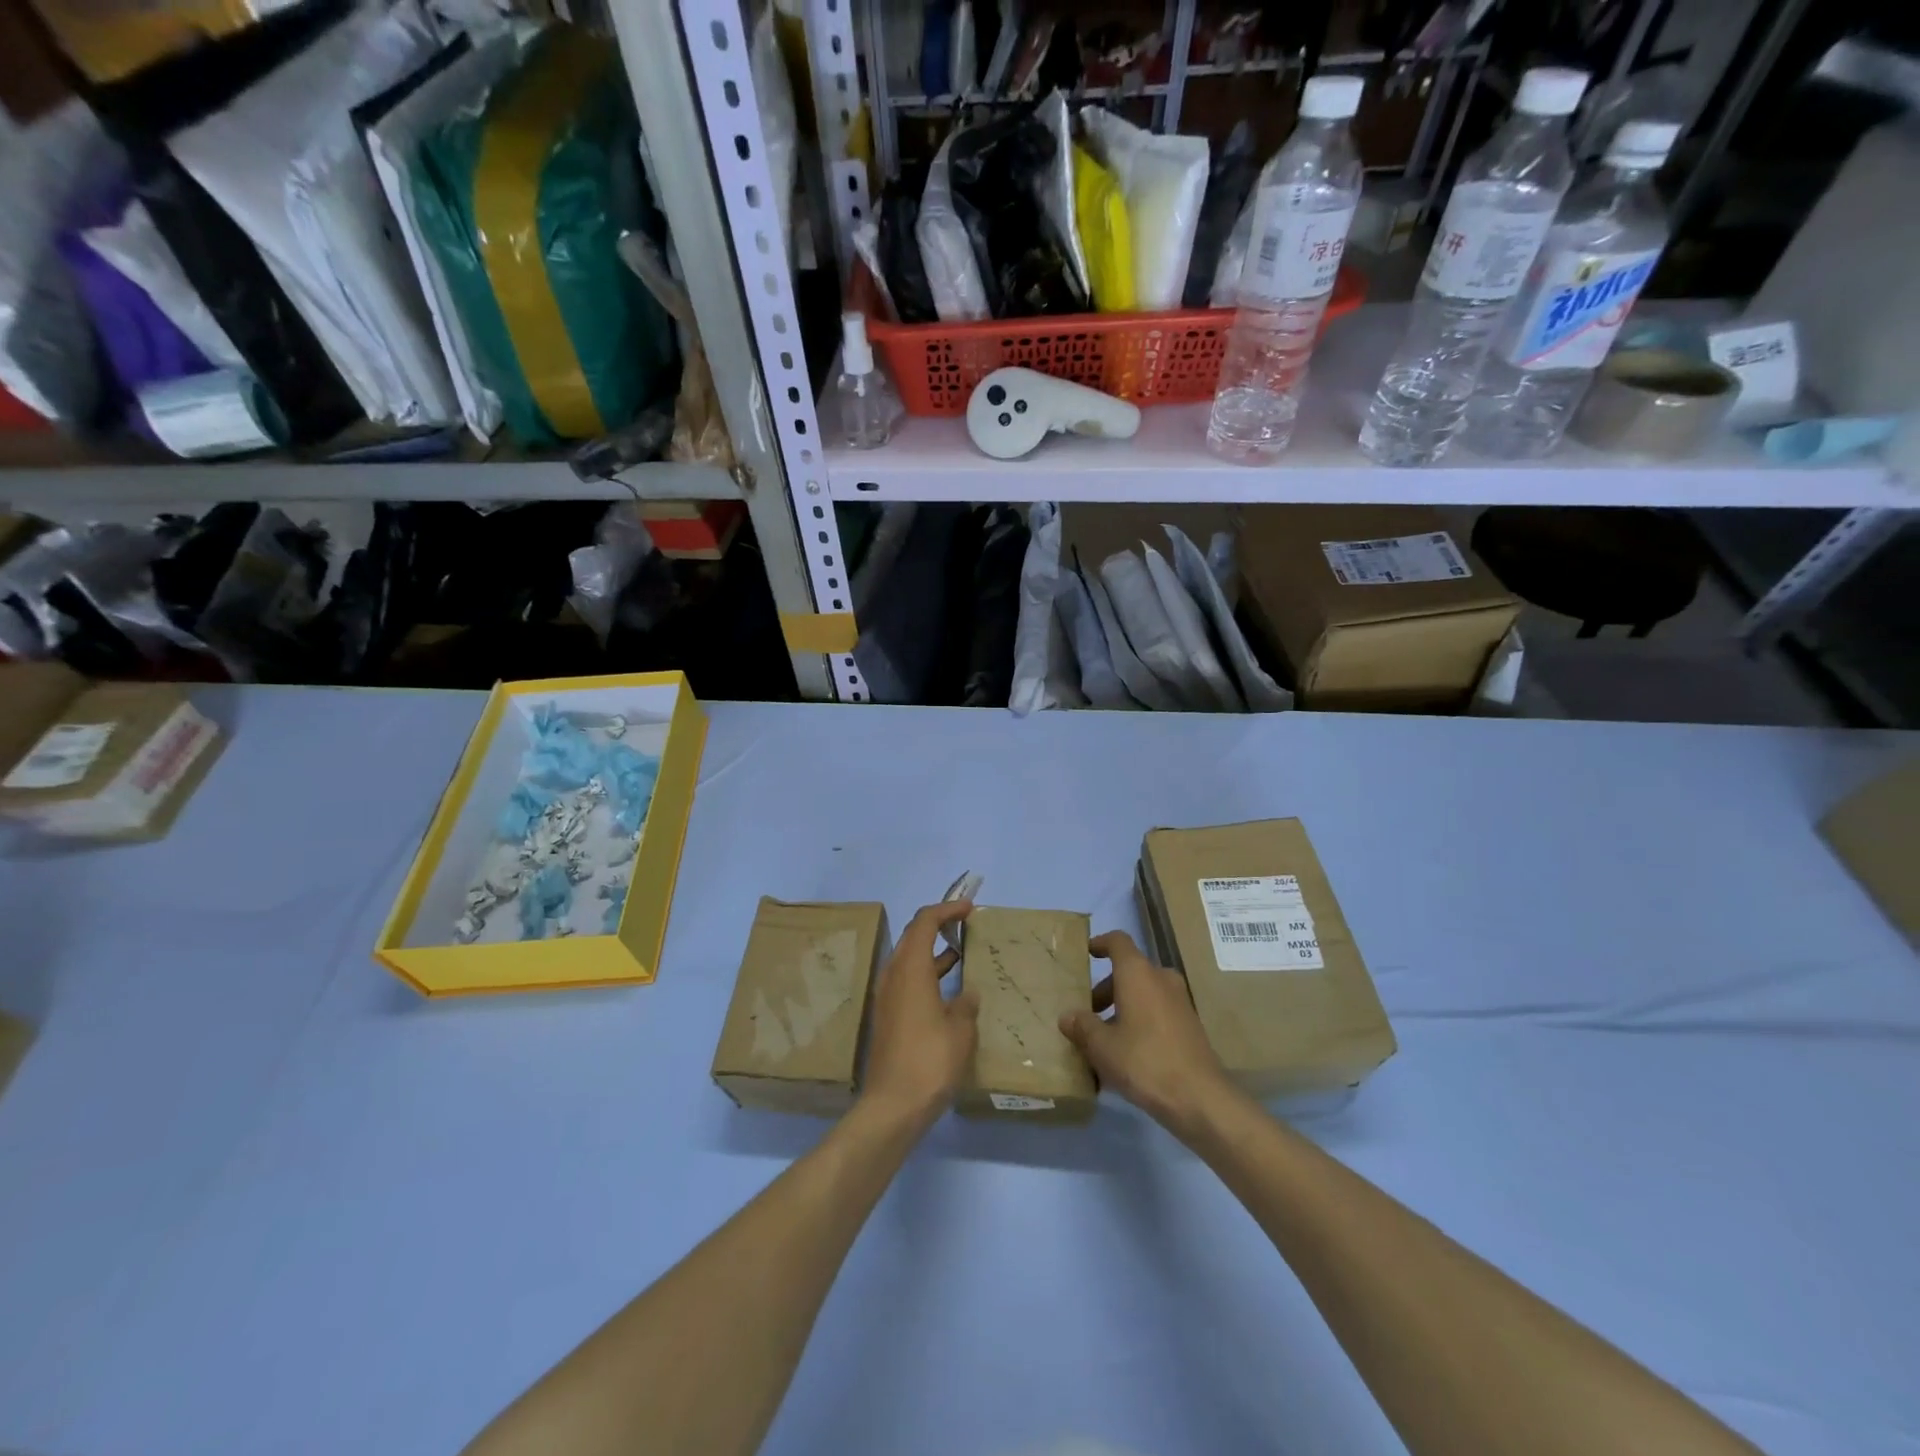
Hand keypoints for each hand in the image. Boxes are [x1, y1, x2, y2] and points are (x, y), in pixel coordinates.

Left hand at [859, 901, 978, 1128]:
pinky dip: (927, 974)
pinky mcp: (887, 1016)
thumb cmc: (930, 1061)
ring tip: (961, 953)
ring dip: (932, 951)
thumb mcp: (961, 1030)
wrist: (893, 1105)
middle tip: (964, 924)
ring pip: (909, 959)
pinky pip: (907, 980)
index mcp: (911, 968)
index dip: (947, 909)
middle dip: (938, 925)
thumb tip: (967, 993)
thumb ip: (966, 1004)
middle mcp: (893, 975)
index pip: (925, 922)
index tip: (969, 908)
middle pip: (912, 936)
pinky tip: (949, 990)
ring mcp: (886, 996)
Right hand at [1059, 930, 1237, 1138]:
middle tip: (1088, 1012)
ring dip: (1122, 1007)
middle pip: (1130, 971)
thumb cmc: (1144, 1061)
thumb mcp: (1102, 1047)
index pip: (1118, 941)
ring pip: (1144, 992)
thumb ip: (1082, 1027)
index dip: (1100, 943)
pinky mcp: (1190, 1025)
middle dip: (1106, 988)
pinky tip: (1127, 1054)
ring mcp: (1180, 1002)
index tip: (1086, 953)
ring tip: (1103, 1038)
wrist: (1200, 1098)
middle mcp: (1161, 979)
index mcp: (1138, 974)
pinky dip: (1140, 1020)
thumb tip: (1068, 1016)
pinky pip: (1158, 1011)